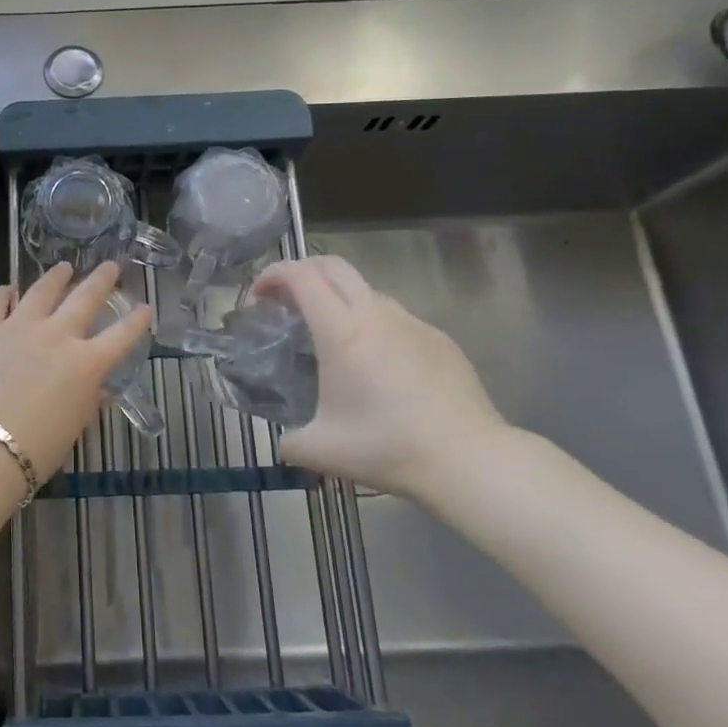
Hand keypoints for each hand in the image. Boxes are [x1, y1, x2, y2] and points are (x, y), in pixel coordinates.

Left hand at [0, 261, 151, 479]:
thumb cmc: (35, 450)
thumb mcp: (74, 427)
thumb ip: (88, 401)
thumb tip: (99, 388)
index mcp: (86, 364)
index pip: (121, 336)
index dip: (137, 321)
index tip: (145, 307)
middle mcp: (57, 335)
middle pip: (85, 298)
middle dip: (101, 280)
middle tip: (110, 266)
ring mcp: (18, 326)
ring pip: (42, 290)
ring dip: (56, 277)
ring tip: (63, 267)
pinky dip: (5, 293)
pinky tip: (8, 289)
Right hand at [254, 255, 518, 498]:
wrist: (469, 460)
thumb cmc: (388, 448)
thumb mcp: (322, 451)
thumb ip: (289, 441)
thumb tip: (283, 442)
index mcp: (342, 332)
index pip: (302, 277)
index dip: (274, 274)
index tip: (258, 294)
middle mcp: (376, 315)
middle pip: (333, 266)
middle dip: (302, 270)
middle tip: (285, 298)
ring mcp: (412, 323)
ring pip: (366, 290)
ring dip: (338, 297)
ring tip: (330, 334)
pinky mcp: (439, 338)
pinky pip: (395, 317)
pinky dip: (372, 322)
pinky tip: (376, 363)